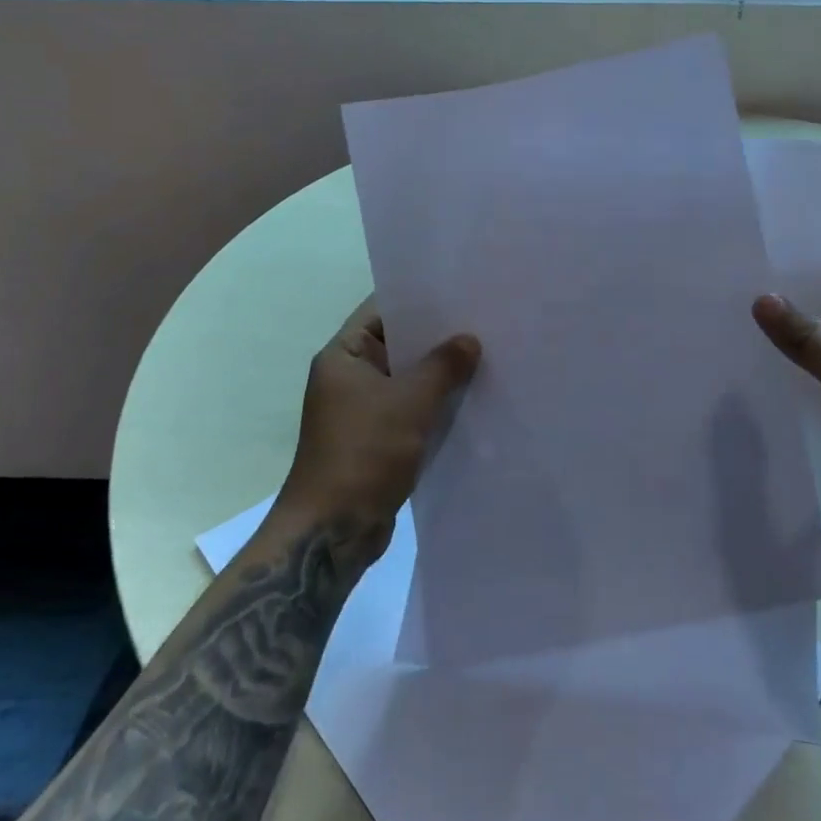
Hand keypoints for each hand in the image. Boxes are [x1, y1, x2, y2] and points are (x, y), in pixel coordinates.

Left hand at [277, 297, 480, 554]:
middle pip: (398, 344)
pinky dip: (436, 403)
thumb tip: (470, 339)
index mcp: (343, 356)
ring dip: (440, 373)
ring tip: (487, 355)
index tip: (459, 290)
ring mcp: (363, 409)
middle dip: (438, 337)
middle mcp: (349, 377)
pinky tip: (473, 397)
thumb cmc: (364, 452)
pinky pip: (411, 409)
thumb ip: (443, 365)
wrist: (333, 531)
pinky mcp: (378, 439)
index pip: (382, 310)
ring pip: (408, 379)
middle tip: (484, 321)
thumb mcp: (410, 402)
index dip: (418, 299)